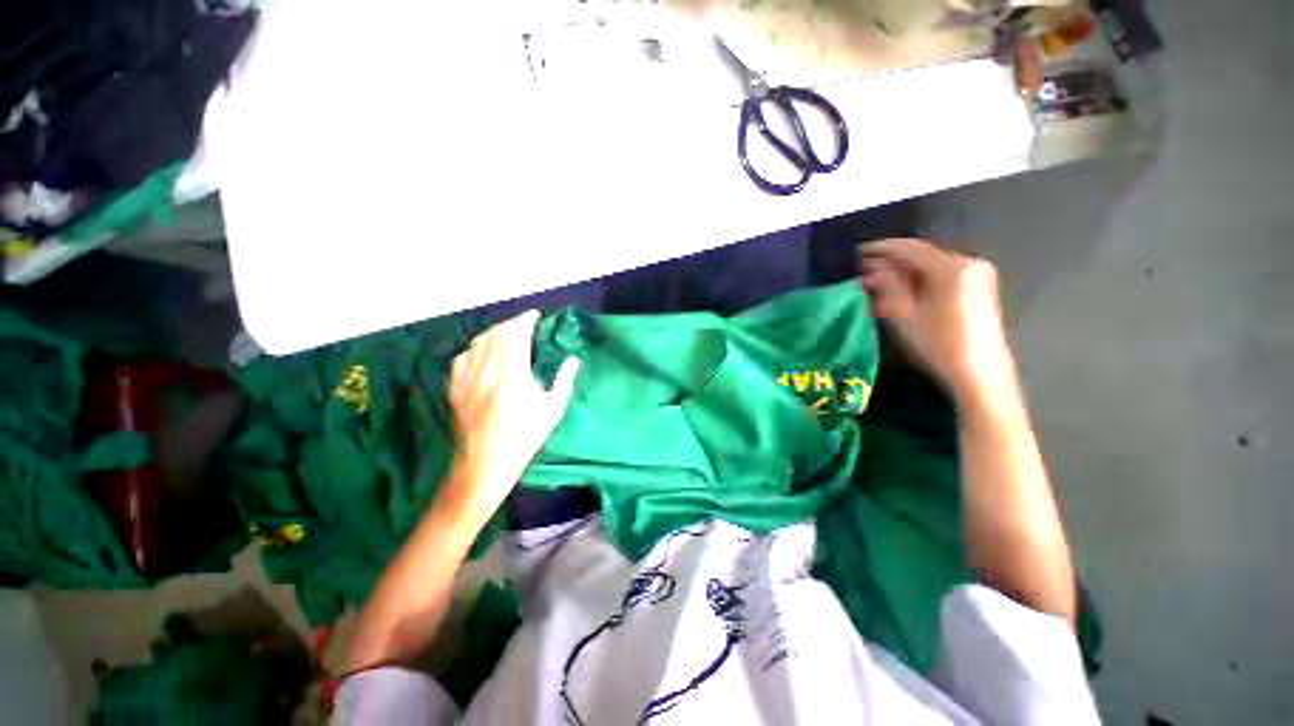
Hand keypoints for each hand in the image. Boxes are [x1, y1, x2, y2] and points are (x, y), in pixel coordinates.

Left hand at [445, 310, 579, 523]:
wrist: (485, 462)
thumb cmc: (524, 437)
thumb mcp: (552, 411)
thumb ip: (563, 380)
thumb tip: (573, 359)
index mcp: (512, 375)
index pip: (517, 336)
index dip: (525, 321)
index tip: (534, 315)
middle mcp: (487, 371)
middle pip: (497, 334)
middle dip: (512, 323)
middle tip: (524, 323)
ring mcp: (467, 378)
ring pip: (478, 342)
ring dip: (494, 332)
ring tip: (506, 333)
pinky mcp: (455, 386)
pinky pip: (463, 356)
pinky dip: (476, 347)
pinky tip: (484, 351)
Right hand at [858, 239, 1016, 401]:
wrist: (979, 372)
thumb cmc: (939, 343)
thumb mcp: (905, 315)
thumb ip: (888, 287)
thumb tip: (872, 272)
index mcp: (952, 267)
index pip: (910, 249)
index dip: (881, 249)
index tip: (858, 252)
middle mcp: (967, 263)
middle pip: (921, 255)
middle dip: (891, 261)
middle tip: (864, 269)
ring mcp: (975, 274)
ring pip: (929, 265)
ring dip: (902, 271)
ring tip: (877, 281)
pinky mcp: (976, 287)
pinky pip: (940, 275)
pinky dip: (917, 280)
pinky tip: (899, 289)